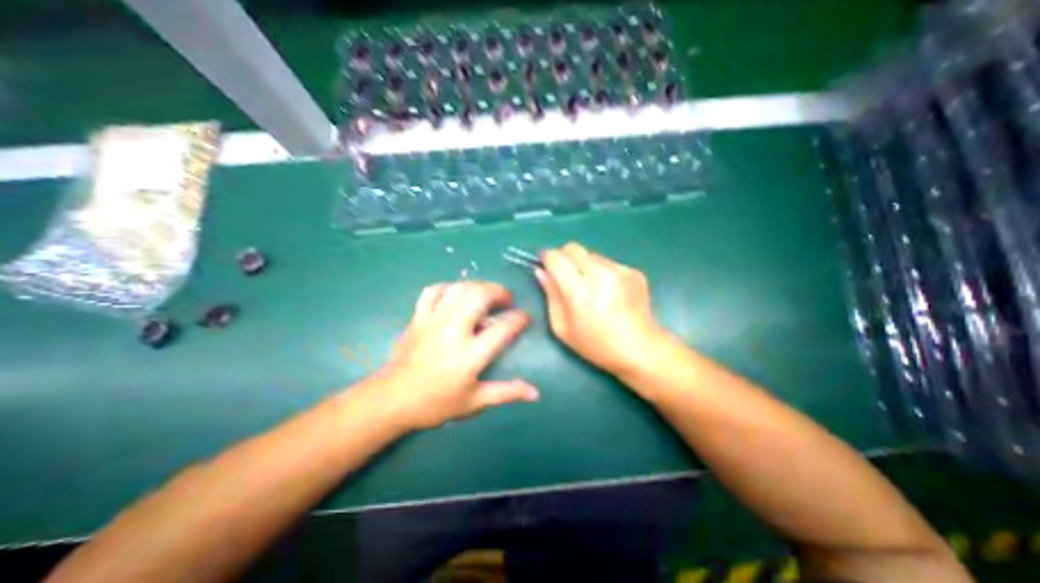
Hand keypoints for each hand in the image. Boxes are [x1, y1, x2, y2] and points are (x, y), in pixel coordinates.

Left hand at [371, 280, 535, 430]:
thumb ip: (507, 393)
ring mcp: (434, 320)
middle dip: (500, 291)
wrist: (392, 400)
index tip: (525, 318)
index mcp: (470, 354)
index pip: (504, 328)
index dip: (520, 319)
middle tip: (507, 299)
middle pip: (481, 296)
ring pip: (459, 288)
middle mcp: (454, 331)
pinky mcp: (418, 317)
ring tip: (486, 294)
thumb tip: (535, 393)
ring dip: (477, 286)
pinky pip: (433, 291)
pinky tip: (456, 293)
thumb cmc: (436, 403)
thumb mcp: (475, 401)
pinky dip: (448, 287)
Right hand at [536, 241, 664, 375]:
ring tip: (591, 288)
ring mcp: (619, 270)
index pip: (556, 257)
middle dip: (563, 257)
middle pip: (573, 248)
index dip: (546, 257)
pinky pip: (608, 262)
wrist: (640, 349)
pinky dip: (602, 271)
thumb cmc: (595, 344)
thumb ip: (550, 295)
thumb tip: (541, 271)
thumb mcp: (562, 327)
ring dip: (584, 265)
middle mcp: (600, 274)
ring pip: (590, 254)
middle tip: (565, 276)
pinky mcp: (633, 271)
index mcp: (579, 291)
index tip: (544, 264)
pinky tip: (608, 292)